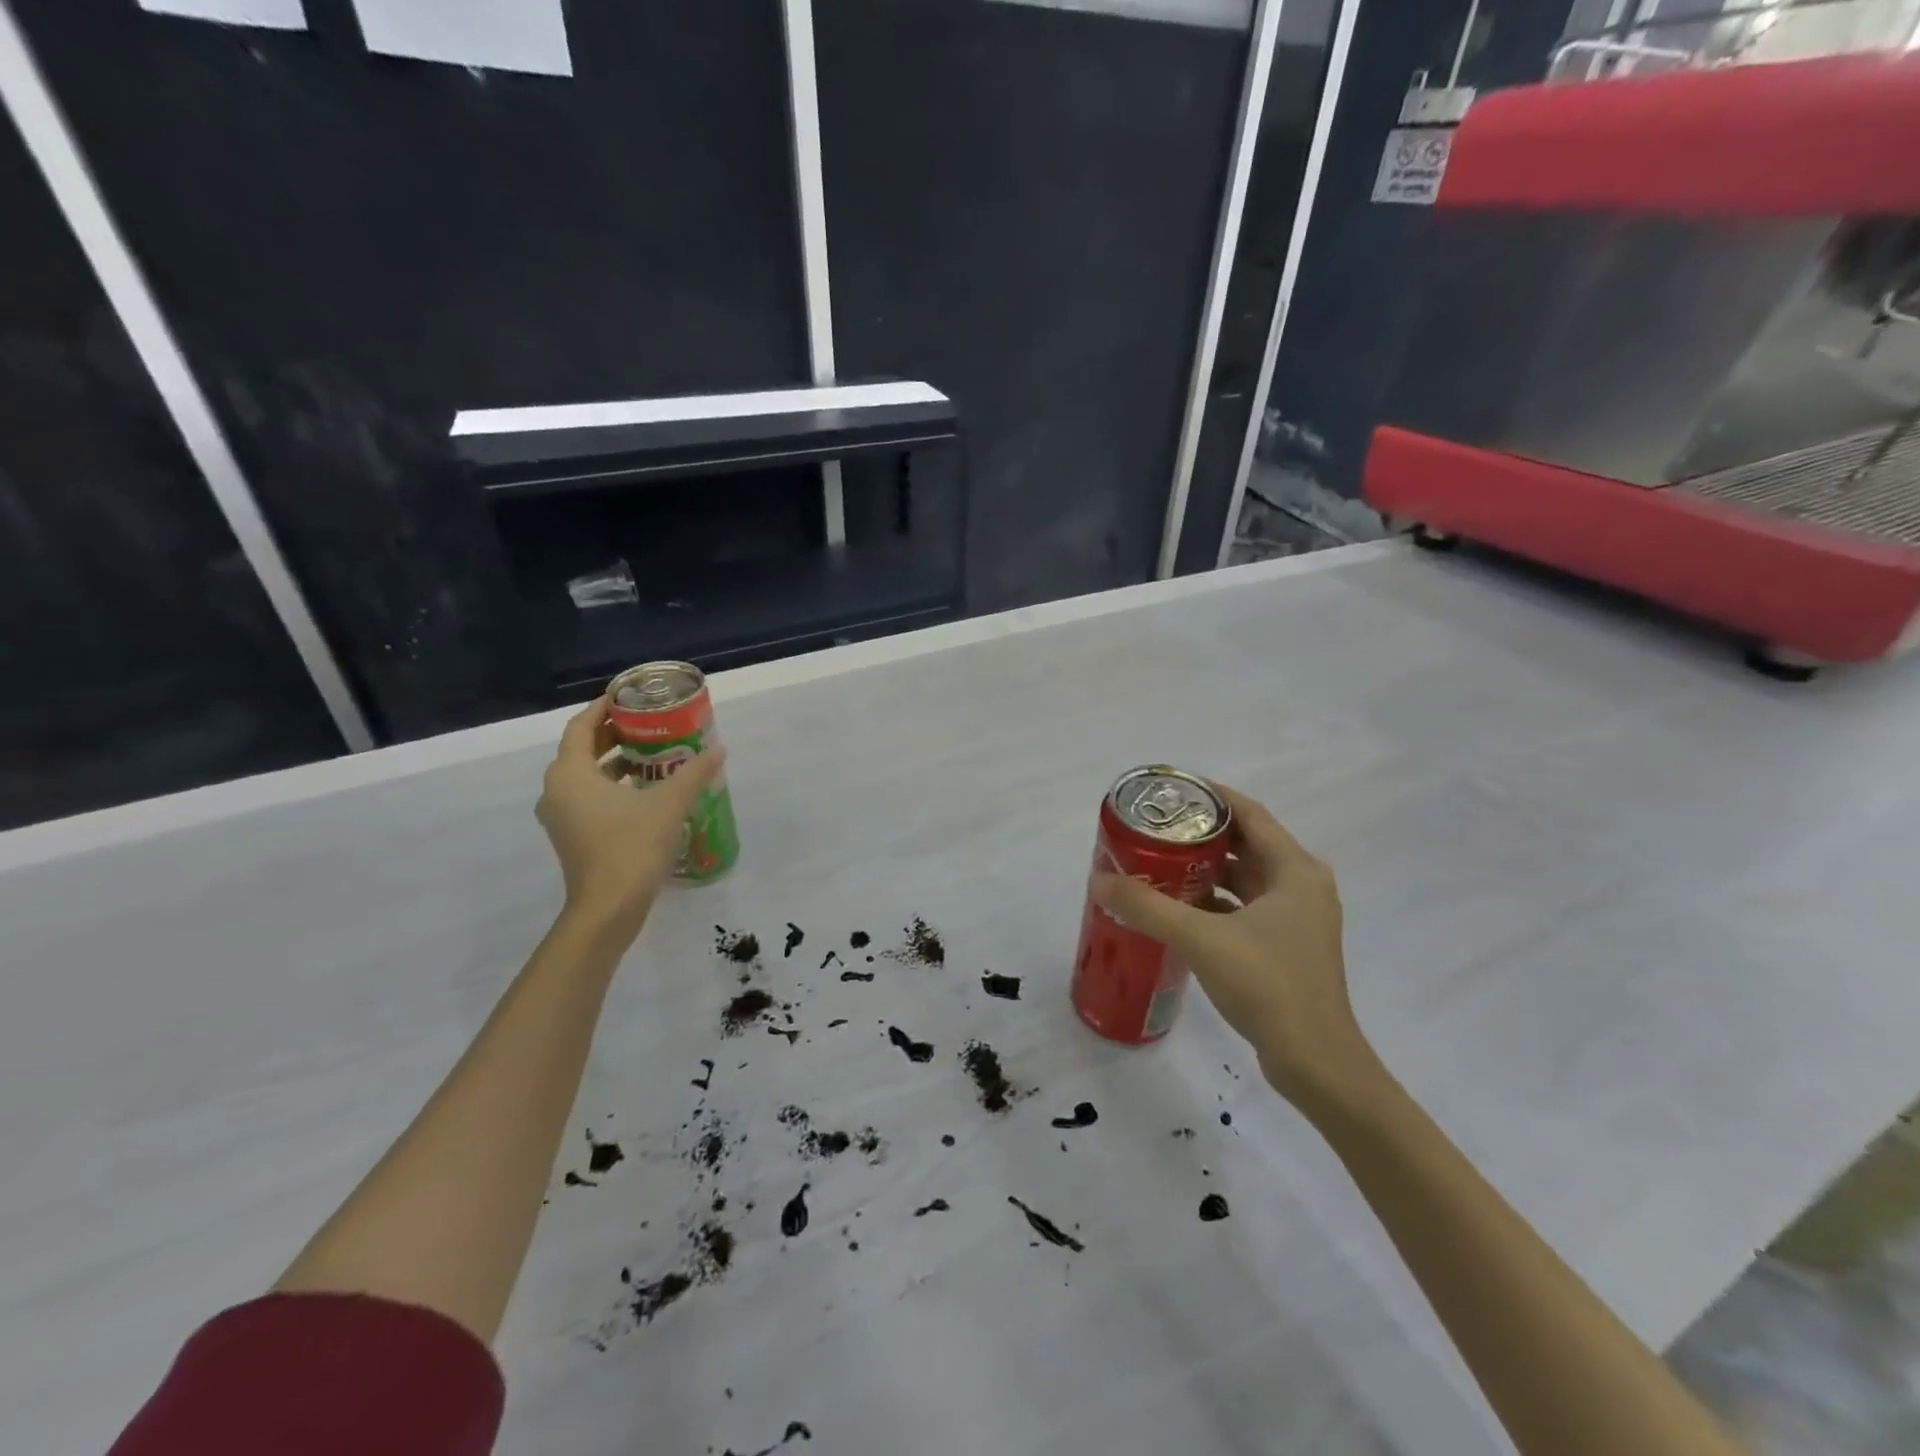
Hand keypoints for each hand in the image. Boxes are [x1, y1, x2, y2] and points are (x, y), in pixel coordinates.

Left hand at [535, 696, 725, 931]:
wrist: (608, 908)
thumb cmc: (631, 847)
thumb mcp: (669, 804)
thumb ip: (694, 773)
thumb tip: (719, 749)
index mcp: (570, 773)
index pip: (581, 726)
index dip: (604, 707)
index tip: (629, 696)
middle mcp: (557, 790)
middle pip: (582, 749)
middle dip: (613, 734)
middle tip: (649, 724)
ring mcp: (561, 816)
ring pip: (584, 775)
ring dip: (614, 762)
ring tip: (651, 755)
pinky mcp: (571, 836)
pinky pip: (587, 797)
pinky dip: (610, 786)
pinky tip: (644, 791)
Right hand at [1092, 783, 1377, 1108]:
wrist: (1316, 1063)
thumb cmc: (1268, 986)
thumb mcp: (1202, 939)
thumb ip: (1148, 907)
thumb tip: (1099, 882)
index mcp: (1294, 870)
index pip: (1248, 812)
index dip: (1209, 796)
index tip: (1168, 792)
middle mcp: (1301, 885)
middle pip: (1244, 843)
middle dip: (1198, 834)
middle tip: (1153, 829)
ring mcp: (1296, 918)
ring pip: (1243, 877)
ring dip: (1204, 869)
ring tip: (1157, 863)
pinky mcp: (1286, 945)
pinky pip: (1244, 906)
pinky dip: (1214, 901)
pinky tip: (1177, 908)